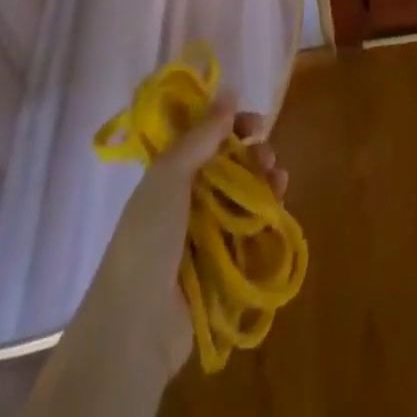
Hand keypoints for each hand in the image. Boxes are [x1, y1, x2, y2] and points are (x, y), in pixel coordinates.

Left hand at [101, 98, 289, 373]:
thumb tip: (228, 90)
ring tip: (278, 178)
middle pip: (229, 165)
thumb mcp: (169, 176)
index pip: (205, 138)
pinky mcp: (223, 263)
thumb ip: (201, 135)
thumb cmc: (148, 239)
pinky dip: (267, 211)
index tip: (254, 123)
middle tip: (267, 156)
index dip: (230, 125)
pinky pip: (251, 228)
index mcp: (168, 175)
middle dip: (253, 153)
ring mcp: (205, 233)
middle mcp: (187, 200)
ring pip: (243, 194)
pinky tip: (280, 200)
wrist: (136, 326)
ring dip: (264, 180)